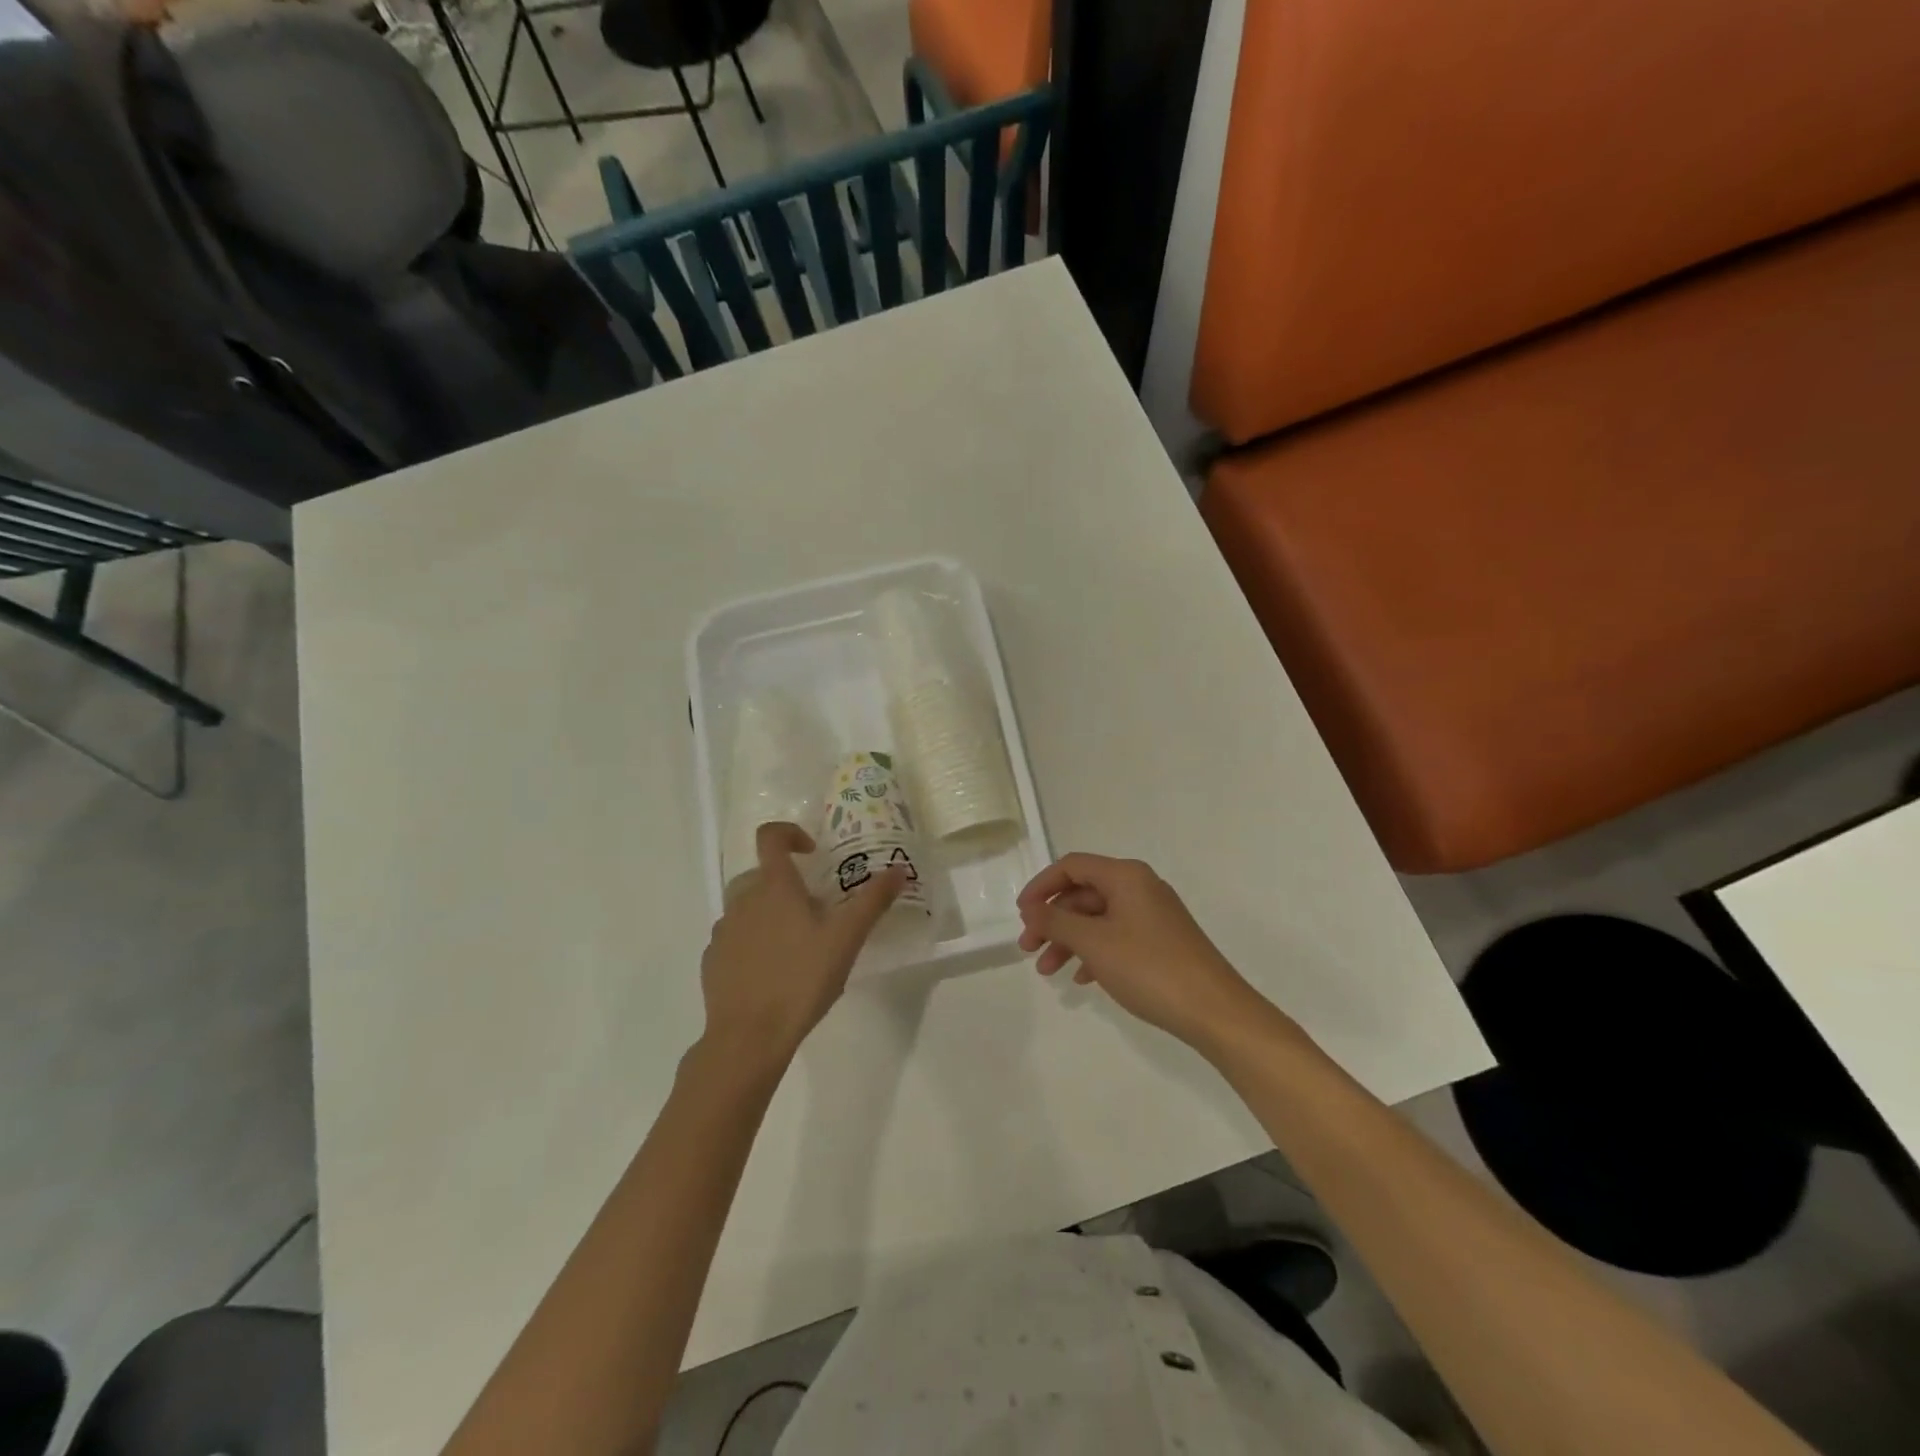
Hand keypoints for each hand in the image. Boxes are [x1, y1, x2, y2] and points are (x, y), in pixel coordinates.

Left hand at [698, 822, 904, 1067]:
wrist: (748, 1036)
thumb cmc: (801, 978)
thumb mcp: (846, 938)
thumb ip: (873, 901)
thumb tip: (898, 869)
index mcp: (773, 886)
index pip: (770, 837)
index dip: (790, 834)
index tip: (812, 853)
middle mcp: (742, 900)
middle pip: (760, 874)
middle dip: (786, 883)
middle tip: (815, 909)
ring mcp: (723, 931)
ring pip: (747, 907)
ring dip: (769, 913)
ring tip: (797, 944)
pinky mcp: (713, 961)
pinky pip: (735, 938)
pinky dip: (752, 942)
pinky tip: (773, 971)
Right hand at [1017, 854, 1273, 1054]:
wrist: (1214, 1011)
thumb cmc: (1149, 968)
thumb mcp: (1094, 943)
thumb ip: (1056, 921)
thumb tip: (1031, 908)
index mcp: (1125, 876)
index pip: (1072, 867)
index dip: (1041, 886)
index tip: (1021, 915)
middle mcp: (1140, 887)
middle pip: (1083, 893)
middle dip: (1052, 919)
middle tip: (1029, 949)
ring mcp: (1153, 915)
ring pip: (1098, 918)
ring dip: (1069, 940)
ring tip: (1048, 970)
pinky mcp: (1161, 941)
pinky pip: (1116, 936)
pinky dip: (1094, 952)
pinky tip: (1081, 979)